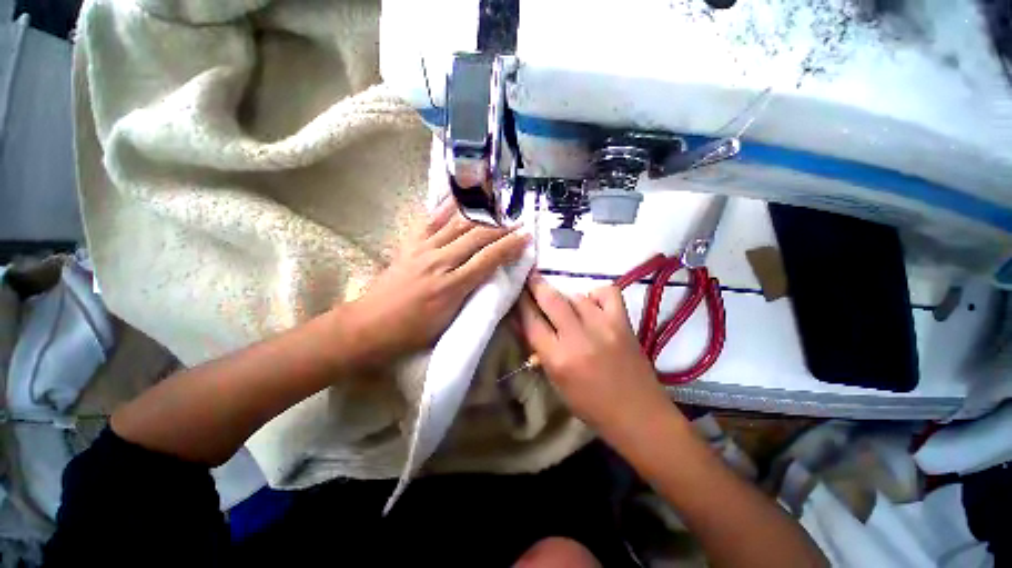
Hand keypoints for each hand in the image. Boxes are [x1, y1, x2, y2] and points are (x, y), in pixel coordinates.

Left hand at [343, 200, 528, 363]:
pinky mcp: (409, 245)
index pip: (488, 260)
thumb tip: (488, 276)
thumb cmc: (413, 331)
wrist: (370, 324)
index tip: (525, 238)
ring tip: (497, 209)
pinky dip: (446, 208)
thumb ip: (469, 295)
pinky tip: (459, 199)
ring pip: (457, 225)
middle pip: (476, 238)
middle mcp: (439, 262)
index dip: (509, 247)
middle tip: (517, 222)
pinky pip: (430, 221)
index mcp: (452, 286)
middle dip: (501, 228)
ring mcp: (422, 250)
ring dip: (480, 216)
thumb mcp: (448, 320)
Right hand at [517, 273, 677, 436]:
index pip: (531, 321)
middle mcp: (578, 337)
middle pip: (551, 299)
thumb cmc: (590, 406)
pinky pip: (607, 293)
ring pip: (575, 295)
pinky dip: (596, 293)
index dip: (521, 303)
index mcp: (558, 359)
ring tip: (563, 303)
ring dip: (564, 296)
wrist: (639, 415)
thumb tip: (524, 323)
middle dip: (536, 285)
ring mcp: (603, 326)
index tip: (517, 291)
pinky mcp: (623, 322)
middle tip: (530, 278)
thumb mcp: (556, 382)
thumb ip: (539, 349)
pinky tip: (592, 303)